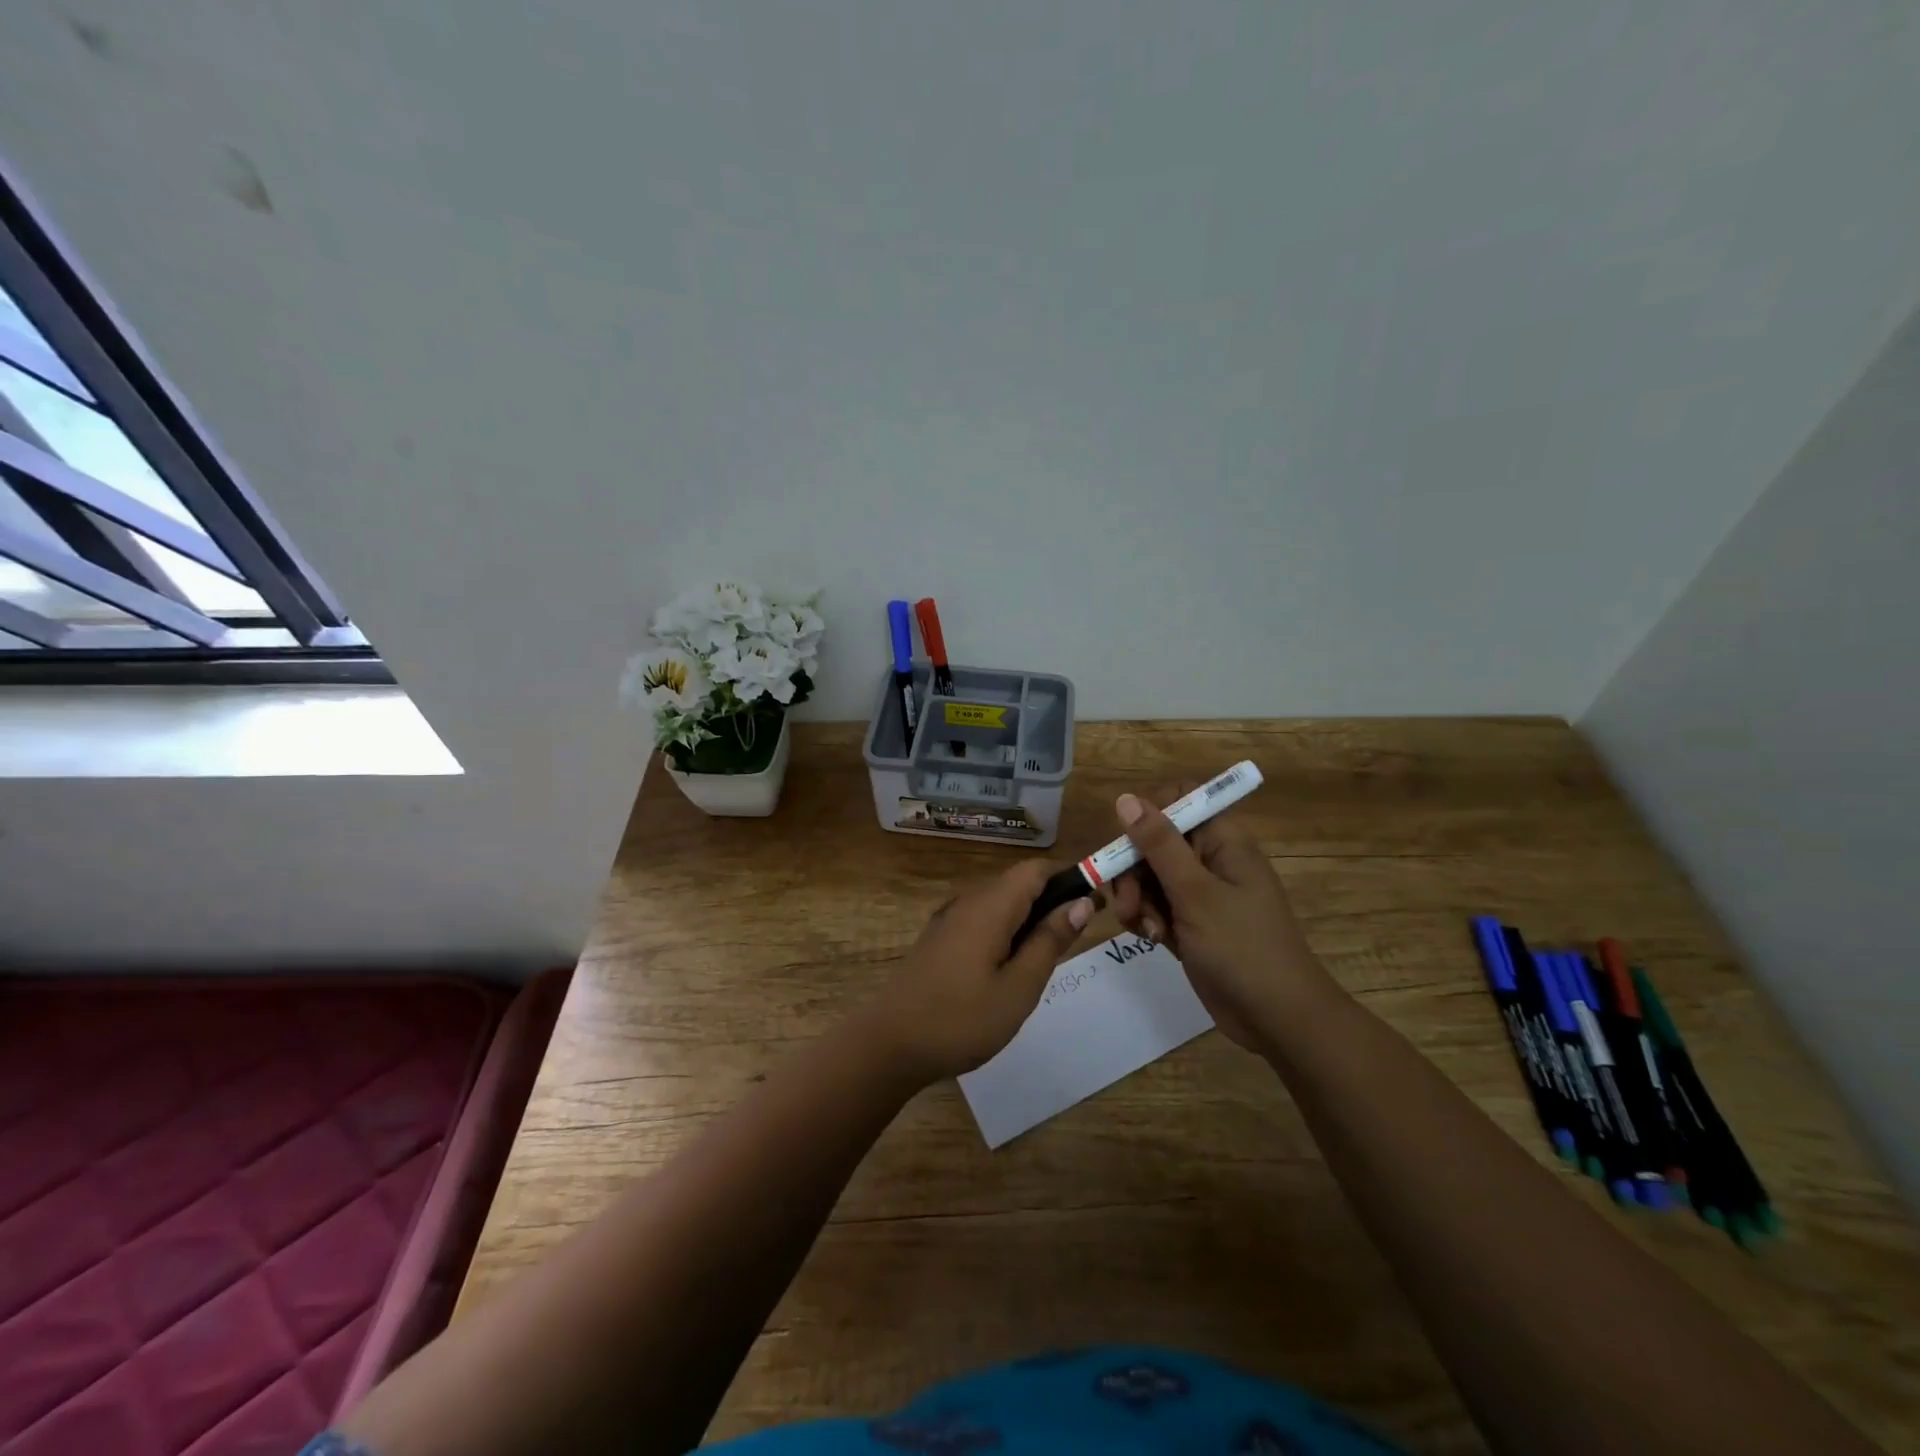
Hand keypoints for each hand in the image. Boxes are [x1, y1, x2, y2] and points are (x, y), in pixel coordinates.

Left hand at [865, 860, 1092, 1084]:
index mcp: (990, 906)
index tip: (1096, 905)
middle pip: (1018, 883)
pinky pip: (982, 920)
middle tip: (1075, 941)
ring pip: (1000, 903)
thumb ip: (1050, 941)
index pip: (1036, 869)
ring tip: (1047, 959)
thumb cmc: (961, 1019)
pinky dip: (1006, 932)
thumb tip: (1081, 902)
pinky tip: (1011, 968)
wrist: (890, 1044)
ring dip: (1029, 919)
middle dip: (1052, 901)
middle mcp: (968, 901)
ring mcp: (949, 919)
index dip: (1069, 878)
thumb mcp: (1019, 987)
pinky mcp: (939, 939)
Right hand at [1108, 788, 1340, 1053]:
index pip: (1179, 800)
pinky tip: (1152, 939)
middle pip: (1154, 841)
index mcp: (1222, 841)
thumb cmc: (1242, 947)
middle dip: (1134, 869)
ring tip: (1144, 928)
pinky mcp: (1190, 923)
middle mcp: (1210, 860)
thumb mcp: (1195, 892)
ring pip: (1149, 876)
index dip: (1149, 816)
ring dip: (1137, 898)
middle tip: (1129, 902)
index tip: (1130, 846)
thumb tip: (1126, 799)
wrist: (1277, 1018)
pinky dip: (1147, 918)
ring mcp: (1200, 893)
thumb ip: (1159, 844)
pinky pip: (1155, 905)